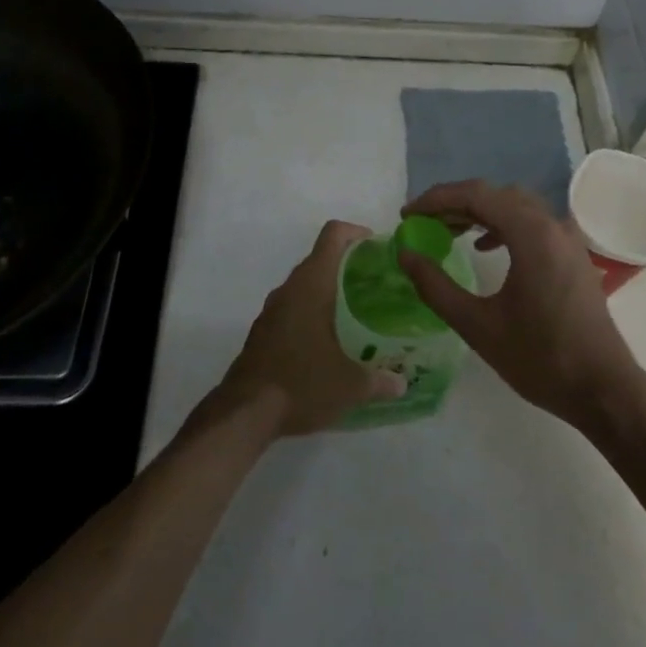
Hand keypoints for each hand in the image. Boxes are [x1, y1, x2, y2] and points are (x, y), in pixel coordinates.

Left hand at [215, 220, 406, 436]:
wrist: (244, 414)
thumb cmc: (302, 384)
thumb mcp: (350, 386)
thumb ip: (380, 381)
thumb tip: (402, 384)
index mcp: (312, 285)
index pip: (333, 235)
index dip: (356, 233)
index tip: (377, 249)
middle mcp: (289, 289)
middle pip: (320, 259)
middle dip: (349, 266)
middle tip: (377, 286)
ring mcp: (272, 310)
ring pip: (305, 286)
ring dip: (329, 291)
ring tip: (358, 314)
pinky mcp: (262, 332)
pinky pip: (292, 308)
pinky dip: (312, 313)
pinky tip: (329, 342)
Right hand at [398, 181, 644, 428]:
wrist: (603, 388)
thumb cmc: (540, 358)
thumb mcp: (477, 325)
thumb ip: (436, 287)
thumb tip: (405, 255)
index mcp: (531, 234)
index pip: (475, 195)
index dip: (436, 200)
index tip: (406, 216)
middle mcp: (552, 225)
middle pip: (496, 194)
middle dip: (455, 203)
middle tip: (422, 223)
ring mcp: (567, 238)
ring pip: (516, 206)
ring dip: (480, 211)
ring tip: (447, 231)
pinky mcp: (573, 255)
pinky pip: (533, 223)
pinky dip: (503, 224)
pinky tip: (485, 247)